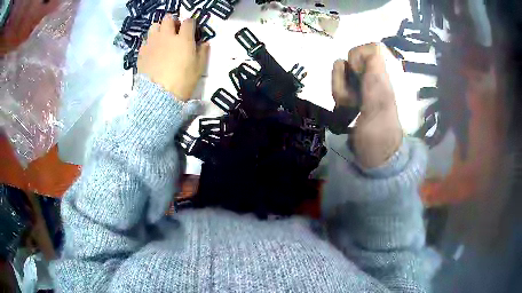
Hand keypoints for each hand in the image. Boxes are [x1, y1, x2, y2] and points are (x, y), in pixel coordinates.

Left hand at [137, 15, 209, 100]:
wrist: (159, 96)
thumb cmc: (183, 82)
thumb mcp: (199, 68)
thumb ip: (202, 52)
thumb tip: (204, 43)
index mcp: (183, 39)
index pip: (188, 22)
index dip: (190, 24)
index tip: (190, 29)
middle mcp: (166, 36)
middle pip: (168, 19)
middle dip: (172, 22)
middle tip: (174, 31)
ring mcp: (152, 43)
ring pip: (154, 27)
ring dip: (159, 29)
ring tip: (161, 39)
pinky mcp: (142, 53)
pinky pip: (145, 41)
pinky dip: (150, 42)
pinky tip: (152, 51)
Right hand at [332, 43, 402, 167]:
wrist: (376, 156)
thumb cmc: (379, 133)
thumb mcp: (380, 105)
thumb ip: (376, 77)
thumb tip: (373, 48)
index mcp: (383, 76)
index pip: (370, 48)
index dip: (358, 56)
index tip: (356, 75)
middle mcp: (373, 76)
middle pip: (349, 60)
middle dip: (343, 79)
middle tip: (352, 98)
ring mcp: (363, 85)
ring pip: (341, 71)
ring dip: (339, 89)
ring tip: (349, 106)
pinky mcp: (354, 95)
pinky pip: (340, 84)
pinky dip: (338, 96)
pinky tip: (346, 109)